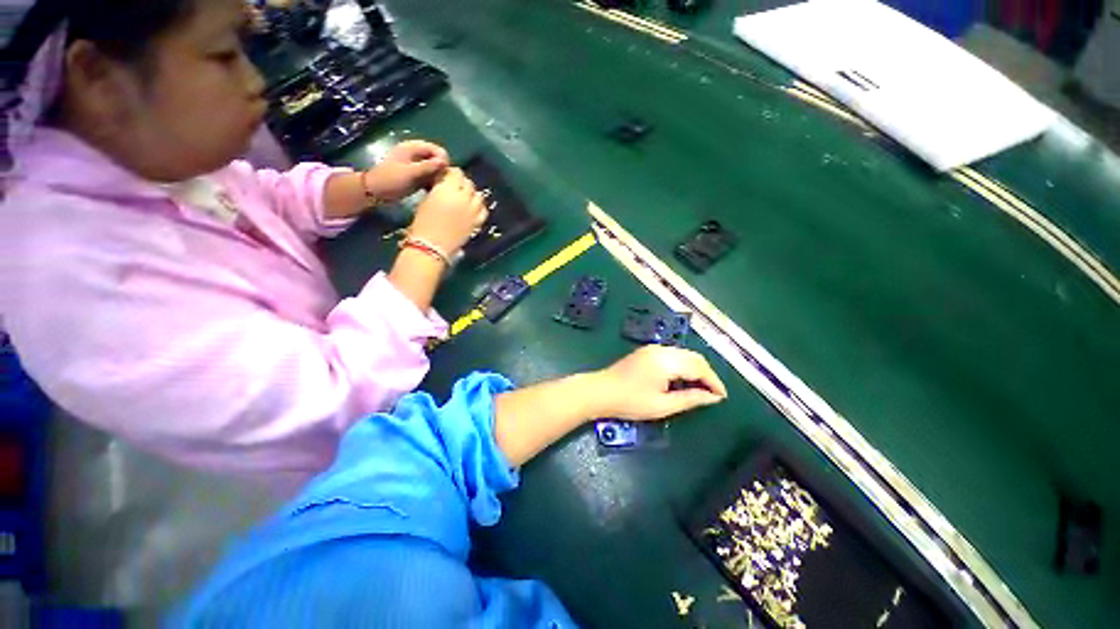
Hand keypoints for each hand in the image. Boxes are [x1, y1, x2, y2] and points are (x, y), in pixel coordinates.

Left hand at [363, 140, 450, 203]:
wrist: (375, 191)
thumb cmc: (391, 180)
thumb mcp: (410, 173)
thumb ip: (428, 167)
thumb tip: (444, 162)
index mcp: (412, 147)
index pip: (436, 149)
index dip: (443, 161)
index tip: (444, 174)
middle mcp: (415, 153)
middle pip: (436, 158)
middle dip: (441, 169)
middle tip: (440, 182)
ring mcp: (415, 164)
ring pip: (434, 167)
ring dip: (437, 176)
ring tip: (436, 186)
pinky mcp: (415, 174)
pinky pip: (429, 174)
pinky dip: (432, 180)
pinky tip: (432, 188)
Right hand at [408, 167, 487, 254]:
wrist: (431, 246)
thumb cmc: (422, 223)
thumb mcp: (426, 200)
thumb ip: (438, 189)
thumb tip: (443, 183)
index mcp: (447, 189)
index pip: (455, 173)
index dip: (451, 173)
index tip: (446, 177)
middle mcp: (463, 197)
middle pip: (468, 183)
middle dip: (462, 183)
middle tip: (454, 187)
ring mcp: (473, 210)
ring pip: (478, 195)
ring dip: (472, 194)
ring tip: (464, 198)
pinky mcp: (477, 223)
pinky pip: (483, 210)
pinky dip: (479, 207)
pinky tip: (473, 208)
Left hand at [590, 346, 727, 420]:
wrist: (601, 391)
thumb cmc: (630, 401)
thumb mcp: (662, 405)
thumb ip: (690, 399)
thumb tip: (713, 398)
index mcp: (666, 361)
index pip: (699, 367)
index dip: (714, 381)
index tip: (722, 396)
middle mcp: (661, 350)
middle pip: (693, 357)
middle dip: (706, 374)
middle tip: (712, 394)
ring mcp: (652, 349)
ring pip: (683, 354)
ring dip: (695, 369)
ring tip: (700, 389)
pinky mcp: (646, 351)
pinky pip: (672, 355)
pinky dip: (682, 365)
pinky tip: (682, 380)